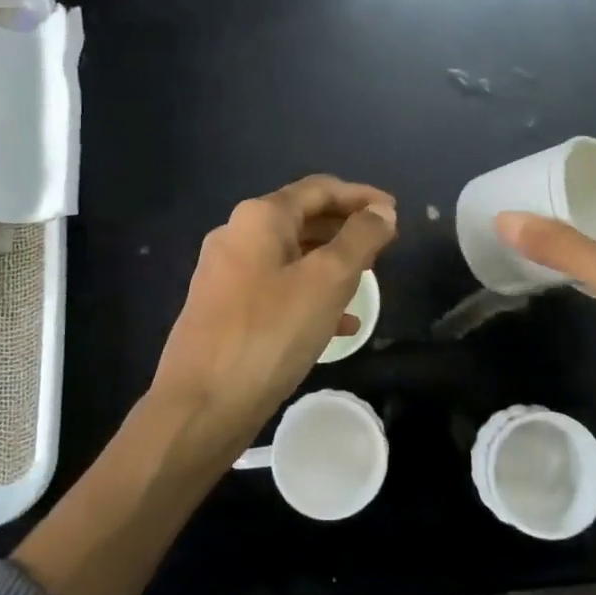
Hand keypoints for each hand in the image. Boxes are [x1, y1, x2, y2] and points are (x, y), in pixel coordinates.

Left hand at [151, 175, 397, 455]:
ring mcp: (226, 275)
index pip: (319, 189)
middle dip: (346, 229)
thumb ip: (360, 239)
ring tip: (367, 281)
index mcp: (259, 218)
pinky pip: (276, 290)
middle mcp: (237, 236)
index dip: (361, 196)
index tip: (394, 212)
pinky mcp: (225, 311)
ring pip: (291, 257)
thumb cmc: (270, 333)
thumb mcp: (327, 280)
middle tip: (384, 246)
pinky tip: (340, 326)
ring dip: (330, 264)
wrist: (201, 405)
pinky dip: (309, 297)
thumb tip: (382, 211)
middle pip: (303, 219)